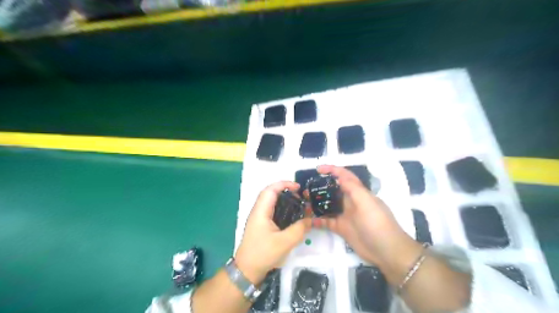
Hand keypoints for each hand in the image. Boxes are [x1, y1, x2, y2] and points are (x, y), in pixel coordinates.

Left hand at [233, 179, 309, 284]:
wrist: (247, 270)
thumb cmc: (263, 254)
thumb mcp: (284, 242)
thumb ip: (299, 229)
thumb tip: (310, 220)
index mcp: (261, 211)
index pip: (270, 190)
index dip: (284, 184)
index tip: (298, 187)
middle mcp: (258, 211)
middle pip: (270, 193)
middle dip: (286, 190)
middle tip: (300, 195)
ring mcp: (259, 218)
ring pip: (271, 202)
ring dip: (284, 199)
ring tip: (298, 203)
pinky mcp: (262, 225)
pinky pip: (273, 210)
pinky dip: (283, 208)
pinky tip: (292, 215)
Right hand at [312, 166, 416, 266]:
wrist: (386, 250)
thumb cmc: (377, 223)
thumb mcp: (366, 202)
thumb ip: (352, 188)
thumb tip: (339, 175)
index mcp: (358, 192)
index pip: (344, 176)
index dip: (332, 170)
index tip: (318, 169)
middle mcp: (350, 201)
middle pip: (334, 189)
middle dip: (321, 186)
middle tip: (306, 187)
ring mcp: (345, 215)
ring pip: (329, 205)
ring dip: (317, 202)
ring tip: (304, 201)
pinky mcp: (342, 228)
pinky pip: (327, 221)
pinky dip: (318, 220)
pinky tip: (309, 220)